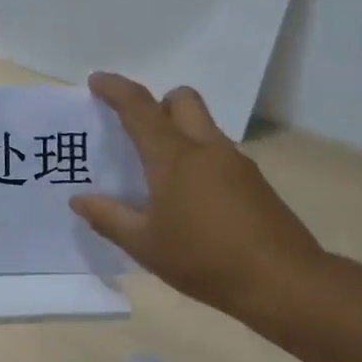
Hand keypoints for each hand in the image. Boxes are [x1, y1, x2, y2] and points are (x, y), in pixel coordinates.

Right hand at [70, 73, 327, 318]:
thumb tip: (79, 199)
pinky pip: (218, 153)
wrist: (282, 281)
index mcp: (174, 157)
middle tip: (138, 130)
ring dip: (179, 132)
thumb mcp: (145, 244)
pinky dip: (198, 159)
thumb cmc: (204, 259)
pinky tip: (191, 200)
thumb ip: (109, 218)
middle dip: (158, 102)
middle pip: (183, 100)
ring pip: (203, 126)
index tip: (97, 80)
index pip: (140, 108)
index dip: (116, 89)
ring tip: (160, 175)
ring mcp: (236, 163)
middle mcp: (206, 148)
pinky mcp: (255, 182)